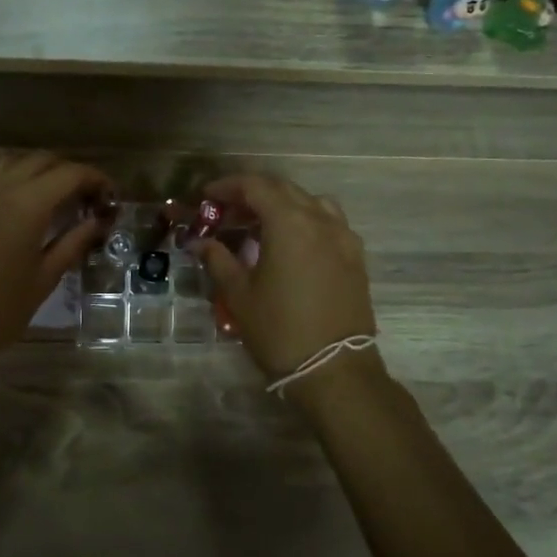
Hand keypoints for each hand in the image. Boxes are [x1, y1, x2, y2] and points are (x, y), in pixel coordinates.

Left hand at [0, 152, 112, 381]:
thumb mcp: (45, 278)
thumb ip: (74, 242)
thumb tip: (98, 221)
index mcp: (26, 204)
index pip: (70, 173)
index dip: (96, 179)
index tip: (111, 197)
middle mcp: (0, 188)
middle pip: (43, 161)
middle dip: (71, 173)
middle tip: (90, 199)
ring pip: (16, 163)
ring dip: (42, 172)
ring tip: (58, 199)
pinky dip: (17, 180)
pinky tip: (25, 208)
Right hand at [196, 173, 377, 385]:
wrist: (335, 370)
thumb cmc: (279, 330)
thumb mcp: (239, 295)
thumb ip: (218, 260)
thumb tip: (201, 243)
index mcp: (289, 222)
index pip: (255, 186)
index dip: (228, 186)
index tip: (207, 197)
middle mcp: (320, 220)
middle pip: (283, 189)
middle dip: (252, 193)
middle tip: (227, 211)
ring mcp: (344, 237)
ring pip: (310, 202)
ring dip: (282, 204)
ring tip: (261, 224)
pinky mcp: (356, 257)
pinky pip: (329, 223)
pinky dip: (306, 220)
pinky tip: (292, 244)